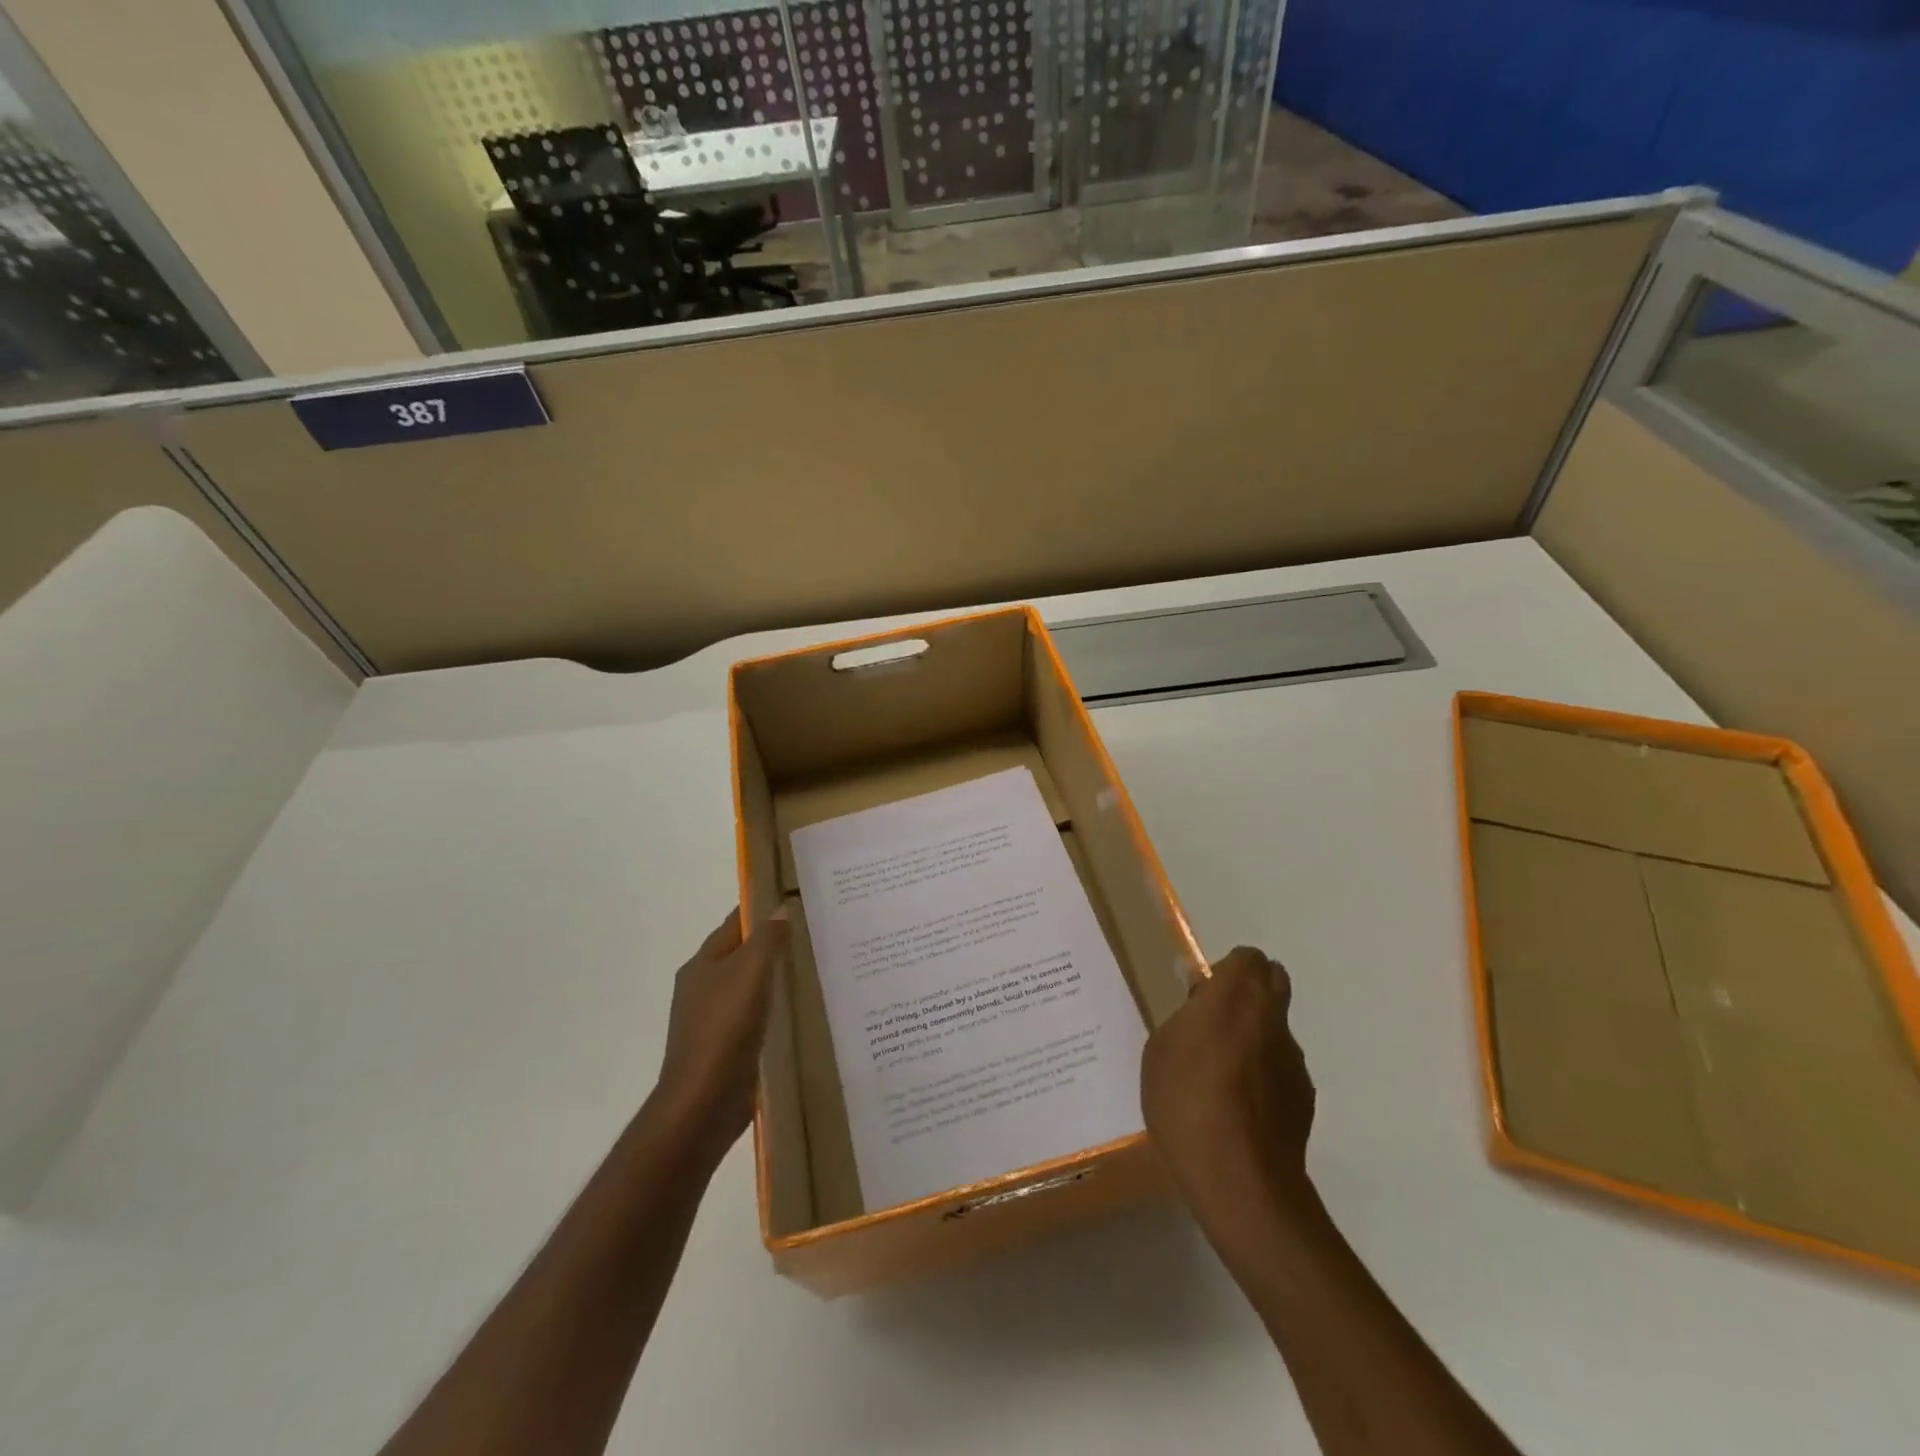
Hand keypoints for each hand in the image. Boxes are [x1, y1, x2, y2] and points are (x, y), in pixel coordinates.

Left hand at [652, 909, 789, 1161]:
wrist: (703, 1103)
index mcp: (702, 964)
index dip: (761, 910)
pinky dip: (773, 1008)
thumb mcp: (750, 972)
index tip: (796, 902)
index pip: (734, 924)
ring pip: (749, 986)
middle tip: (814, 935)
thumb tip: (780, 910)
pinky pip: (754, 1016)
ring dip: (774, 977)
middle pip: (741, 954)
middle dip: (772, 944)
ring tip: (813, 969)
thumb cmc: (724, 1027)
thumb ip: (767, 939)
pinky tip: (797, 1011)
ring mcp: (712, 1020)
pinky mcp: (726, 1048)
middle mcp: (703, 987)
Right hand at [1141, 947, 1317, 1253]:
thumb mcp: (1161, 1049)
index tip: (1203, 995)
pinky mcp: (1304, 1099)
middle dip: (1249, 992)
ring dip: (1256, 1038)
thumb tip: (1203, 1002)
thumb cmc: (1186, 1101)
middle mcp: (1273, 1019)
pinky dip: (1264, 1077)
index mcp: (1236, 996)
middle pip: (1273, 982)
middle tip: (1215, 1022)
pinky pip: (1280, 1070)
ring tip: (1222, 1078)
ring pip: (1276, 1030)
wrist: (1239, 1180)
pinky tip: (1239, 1110)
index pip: (1248, 958)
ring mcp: (1294, 1061)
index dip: (1228, 970)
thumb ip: (1186, 1017)